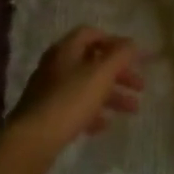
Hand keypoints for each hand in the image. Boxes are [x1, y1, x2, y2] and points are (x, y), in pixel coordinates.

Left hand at [3, 26, 144, 157]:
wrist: (32, 140)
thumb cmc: (70, 100)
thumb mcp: (101, 73)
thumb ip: (120, 55)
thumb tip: (133, 44)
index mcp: (66, 50)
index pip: (91, 34)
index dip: (114, 42)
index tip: (134, 56)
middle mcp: (56, 66)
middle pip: (93, 62)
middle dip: (119, 73)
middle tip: (140, 87)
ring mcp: (50, 91)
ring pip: (87, 87)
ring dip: (112, 95)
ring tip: (132, 110)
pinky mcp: (48, 115)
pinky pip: (75, 108)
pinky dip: (93, 113)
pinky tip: (104, 125)